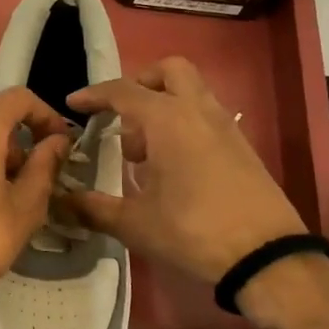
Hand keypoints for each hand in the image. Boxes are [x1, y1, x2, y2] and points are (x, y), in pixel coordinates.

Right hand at [65, 57, 306, 283]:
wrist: (266, 257)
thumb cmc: (192, 231)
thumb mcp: (134, 223)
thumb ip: (94, 208)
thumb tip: (63, 201)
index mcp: (167, 119)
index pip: (122, 92)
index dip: (94, 96)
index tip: (73, 104)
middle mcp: (197, 111)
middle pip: (168, 71)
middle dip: (140, 84)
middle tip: (122, 116)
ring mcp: (225, 126)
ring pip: (191, 92)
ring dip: (163, 105)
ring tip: (143, 151)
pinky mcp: (242, 146)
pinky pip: (205, 117)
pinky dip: (183, 124)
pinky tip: (172, 166)